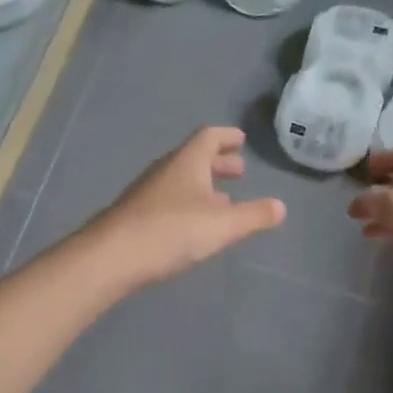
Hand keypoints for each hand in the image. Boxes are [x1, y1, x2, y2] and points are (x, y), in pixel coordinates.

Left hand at [91, 127, 285, 286]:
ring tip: (224, 201)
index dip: (226, 137)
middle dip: (218, 163)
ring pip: (181, 180)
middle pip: (194, 158)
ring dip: (204, 186)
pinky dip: (188, 204)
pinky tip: (194, 225)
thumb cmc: (172, 231)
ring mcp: (147, 192)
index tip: (241, 140)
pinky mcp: (136, 215)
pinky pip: (169, 200)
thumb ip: (253, 216)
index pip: (208, 137)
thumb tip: (280, 206)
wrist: (112, 256)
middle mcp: (165, 170)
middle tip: (239, 171)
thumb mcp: (222, 226)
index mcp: (187, 162)